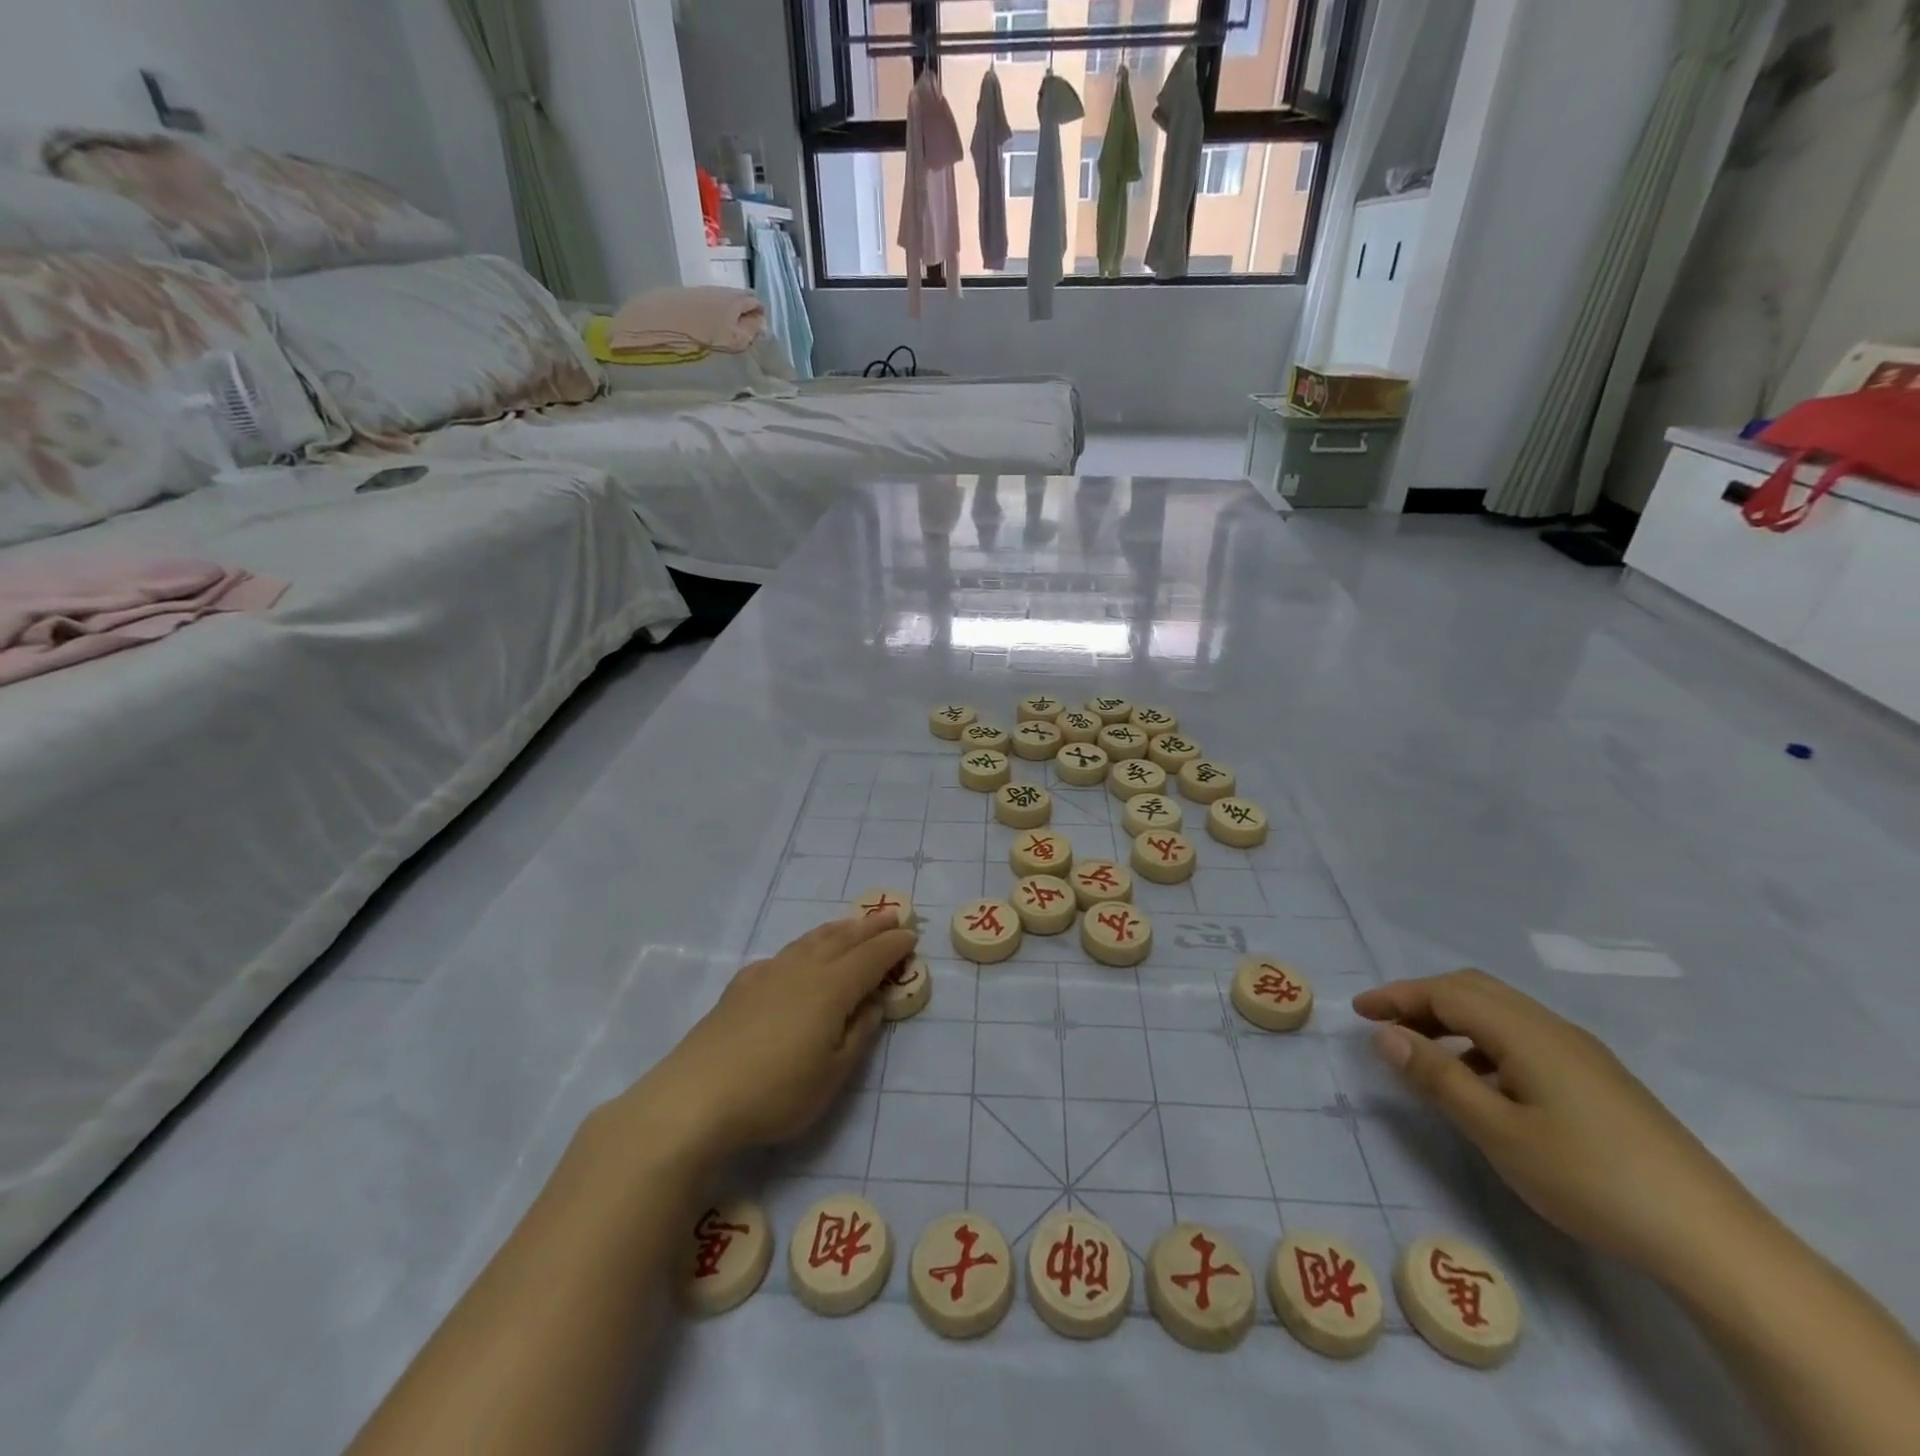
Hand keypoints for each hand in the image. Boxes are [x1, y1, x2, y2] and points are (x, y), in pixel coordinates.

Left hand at [636, 913, 917, 1156]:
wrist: (696, 1096)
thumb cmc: (776, 1090)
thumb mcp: (833, 1073)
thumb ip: (859, 1033)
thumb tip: (874, 1000)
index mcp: (832, 988)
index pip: (871, 958)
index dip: (893, 946)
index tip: (912, 936)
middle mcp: (803, 969)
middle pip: (843, 939)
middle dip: (870, 927)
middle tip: (891, 915)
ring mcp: (769, 973)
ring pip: (811, 940)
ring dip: (837, 929)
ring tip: (851, 924)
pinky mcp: (742, 986)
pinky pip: (784, 953)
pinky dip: (803, 946)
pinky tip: (797, 956)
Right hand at [1354, 970, 1759, 1278]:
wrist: (1713, 1239)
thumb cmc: (1590, 1178)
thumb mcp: (1497, 1131)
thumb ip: (1437, 1077)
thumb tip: (1384, 1033)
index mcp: (1526, 1032)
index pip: (1446, 992)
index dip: (1396, 996)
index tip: (1356, 1011)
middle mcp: (1552, 1028)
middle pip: (1474, 990)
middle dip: (1422, 1000)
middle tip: (1384, 1027)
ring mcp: (1581, 1053)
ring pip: (1500, 1013)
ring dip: (1453, 1020)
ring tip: (1423, 1055)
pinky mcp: (1598, 1079)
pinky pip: (1523, 1038)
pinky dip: (1483, 1043)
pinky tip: (1481, 1084)